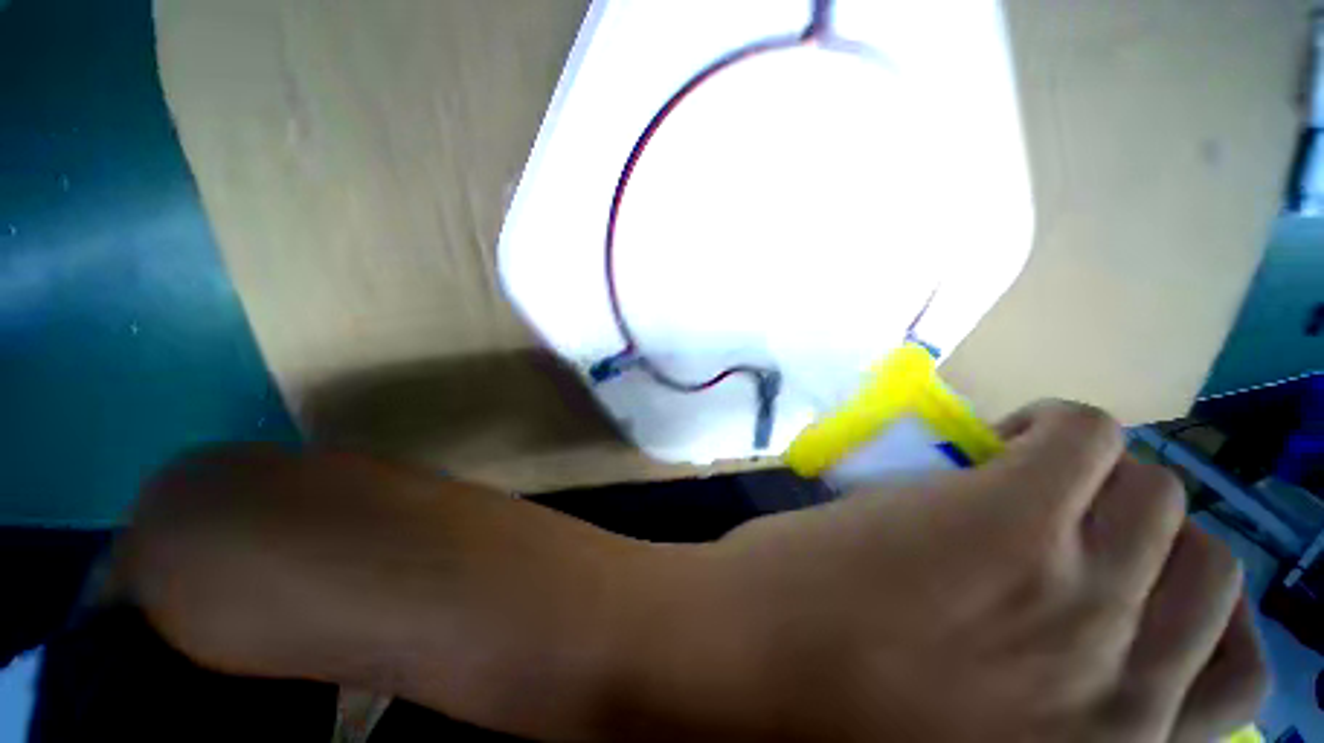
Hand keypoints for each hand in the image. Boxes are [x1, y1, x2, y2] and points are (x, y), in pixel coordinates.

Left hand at [625, 401, 1265, 741]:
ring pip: (1159, 494)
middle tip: (1072, 513)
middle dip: (1147, 529)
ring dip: (1109, 477)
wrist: (744, 671)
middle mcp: (1126, 682)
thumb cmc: (839, 713)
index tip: (1123, 575)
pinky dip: (1061, 428)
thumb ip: (1057, 702)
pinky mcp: (1007, 521)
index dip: (1185, 608)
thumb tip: (1091, 634)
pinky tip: (1005, 437)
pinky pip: (1080, 435)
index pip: (1235, 667)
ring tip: (1038, 475)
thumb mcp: (989, 739)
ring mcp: (1074, 596)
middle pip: (1205, 564)